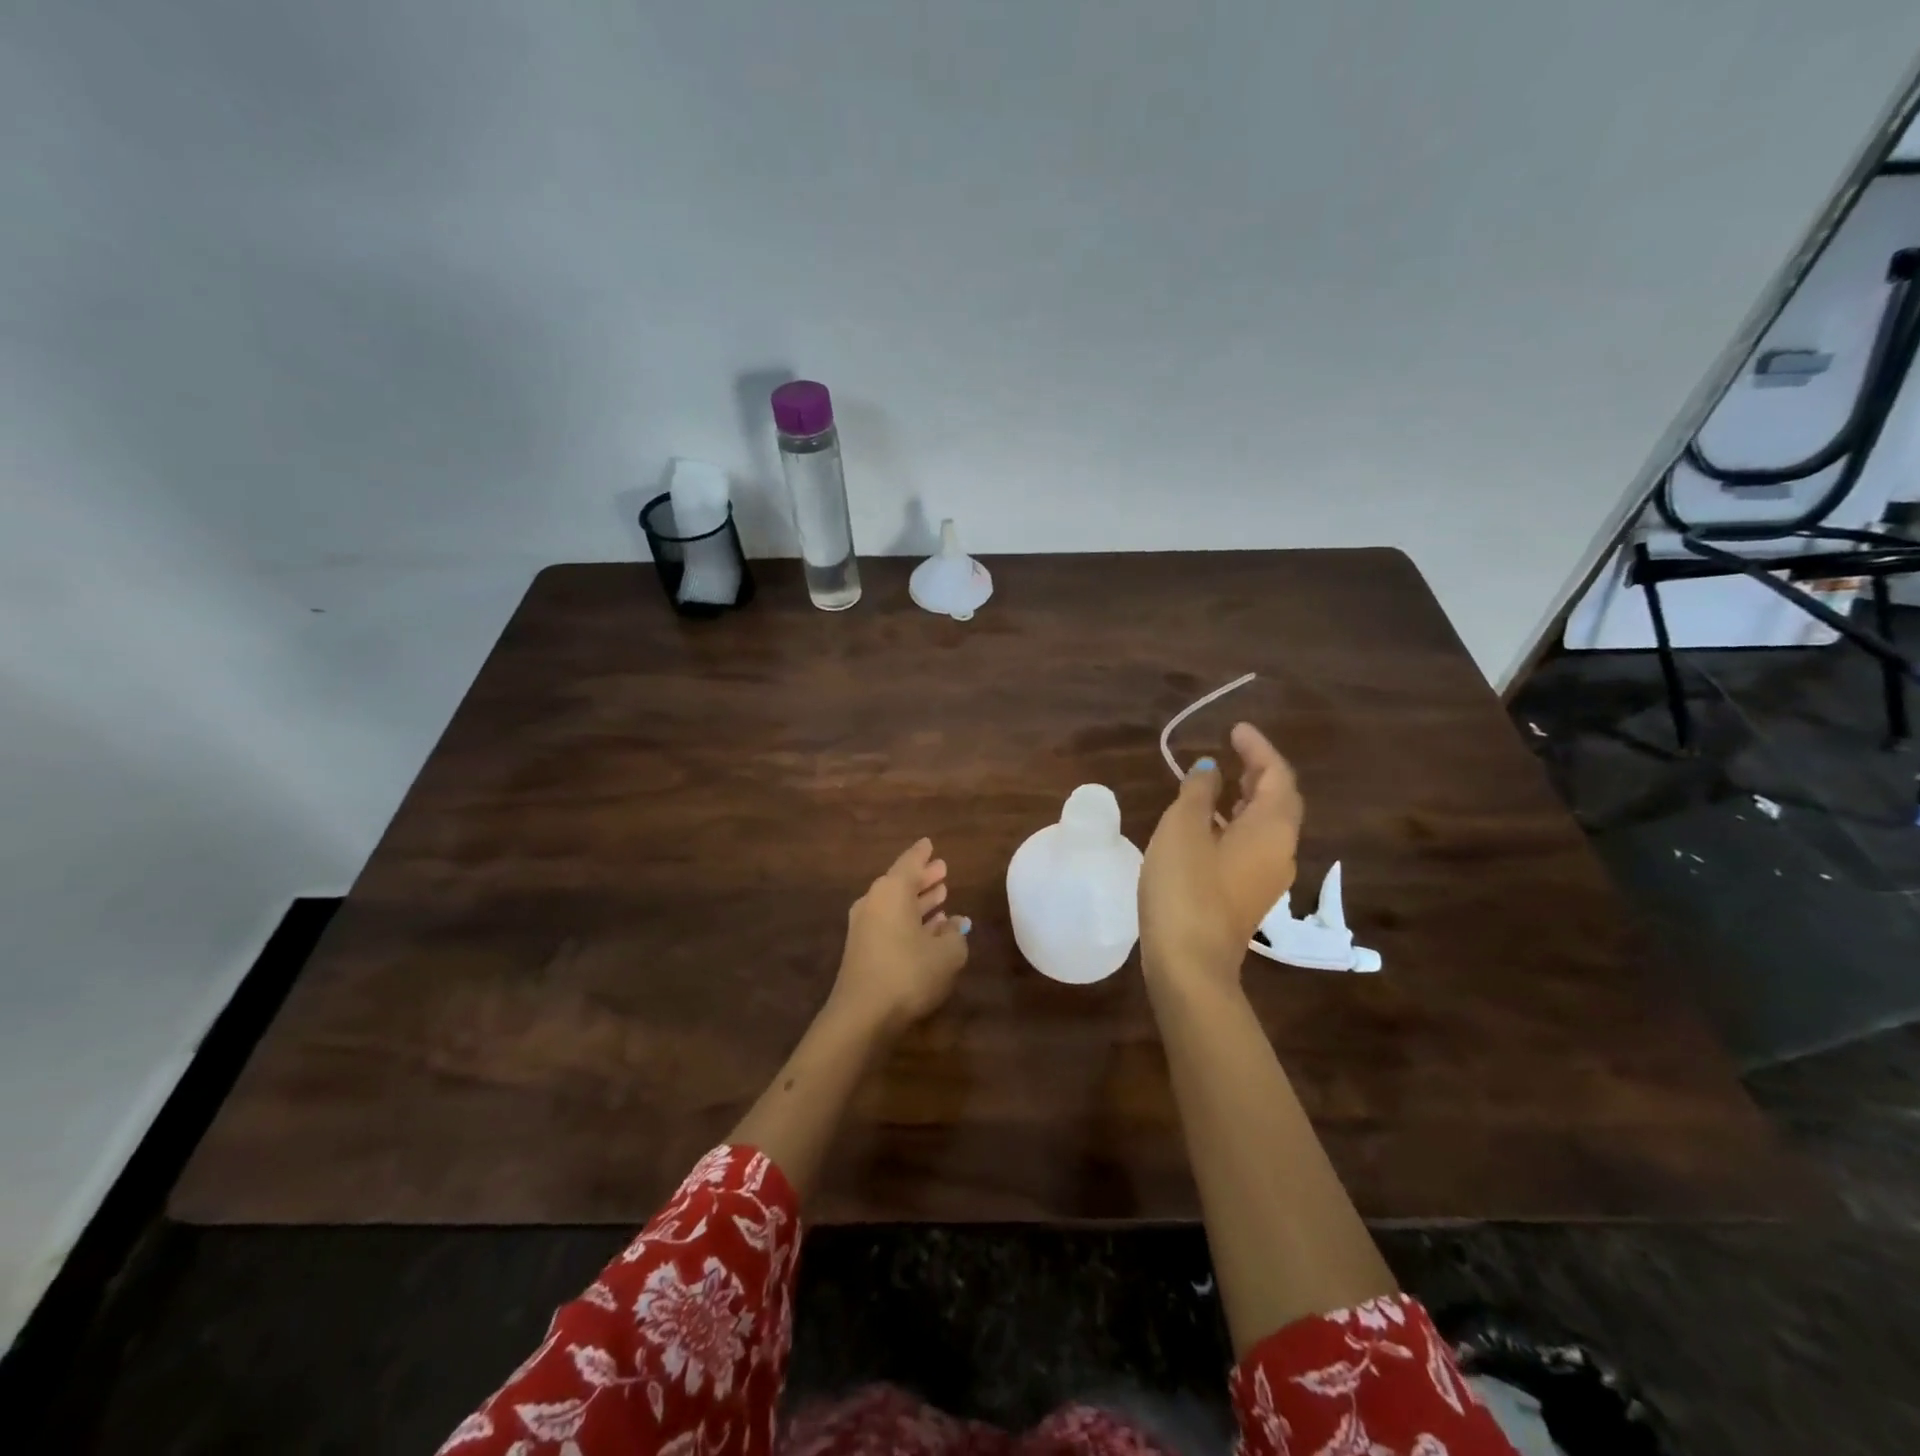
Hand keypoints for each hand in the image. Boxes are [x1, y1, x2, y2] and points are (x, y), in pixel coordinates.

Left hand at [829, 839, 969, 1036]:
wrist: (863, 1015)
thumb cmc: (909, 973)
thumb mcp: (947, 954)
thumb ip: (955, 934)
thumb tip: (955, 923)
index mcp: (892, 891)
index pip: (910, 863)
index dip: (922, 854)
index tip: (930, 844)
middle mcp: (874, 902)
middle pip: (901, 883)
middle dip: (923, 878)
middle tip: (943, 871)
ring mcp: (864, 926)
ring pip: (896, 904)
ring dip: (917, 901)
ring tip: (941, 896)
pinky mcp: (862, 949)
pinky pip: (890, 922)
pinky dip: (908, 920)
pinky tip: (928, 930)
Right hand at [1140, 723, 1303, 987]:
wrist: (1190, 961)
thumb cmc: (1186, 886)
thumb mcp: (1183, 827)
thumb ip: (1198, 792)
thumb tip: (1209, 771)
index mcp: (1272, 828)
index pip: (1277, 776)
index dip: (1258, 749)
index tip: (1236, 729)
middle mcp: (1280, 850)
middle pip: (1279, 800)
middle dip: (1259, 772)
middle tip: (1233, 751)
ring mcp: (1268, 877)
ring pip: (1267, 825)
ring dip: (1248, 798)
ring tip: (1219, 782)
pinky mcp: (1249, 896)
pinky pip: (1252, 846)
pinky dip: (1237, 824)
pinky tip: (1209, 825)